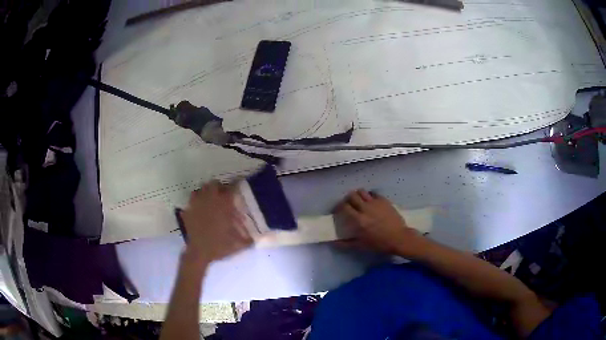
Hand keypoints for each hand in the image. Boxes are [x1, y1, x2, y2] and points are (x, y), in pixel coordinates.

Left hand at [180, 181, 252, 263]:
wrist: (199, 252)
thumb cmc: (219, 246)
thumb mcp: (238, 245)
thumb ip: (248, 239)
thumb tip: (255, 238)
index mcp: (223, 206)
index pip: (231, 188)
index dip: (236, 185)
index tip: (238, 186)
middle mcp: (210, 201)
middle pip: (214, 184)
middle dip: (220, 187)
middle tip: (224, 195)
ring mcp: (197, 204)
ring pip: (201, 189)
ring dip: (207, 192)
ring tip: (211, 199)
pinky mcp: (188, 211)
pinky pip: (192, 199)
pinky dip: (197, 200)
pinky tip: (200, 207)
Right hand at [334, 189, 424, 256]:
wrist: (399, 238)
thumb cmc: (380, 243)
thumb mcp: (361, 246)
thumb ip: (346, 244)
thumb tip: (334, 243)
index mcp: (359, 220)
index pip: (344, 207)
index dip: (339, 206)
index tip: (338, 210)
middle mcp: (365, 208)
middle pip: (352, 196)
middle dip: (348, 198)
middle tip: (348, 204)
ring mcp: (375, 203)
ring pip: (362, 191)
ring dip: (358, 195)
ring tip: (359, 201)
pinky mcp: (384, 200)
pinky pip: (374, 193)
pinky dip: (370, 196)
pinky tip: (371, 201)